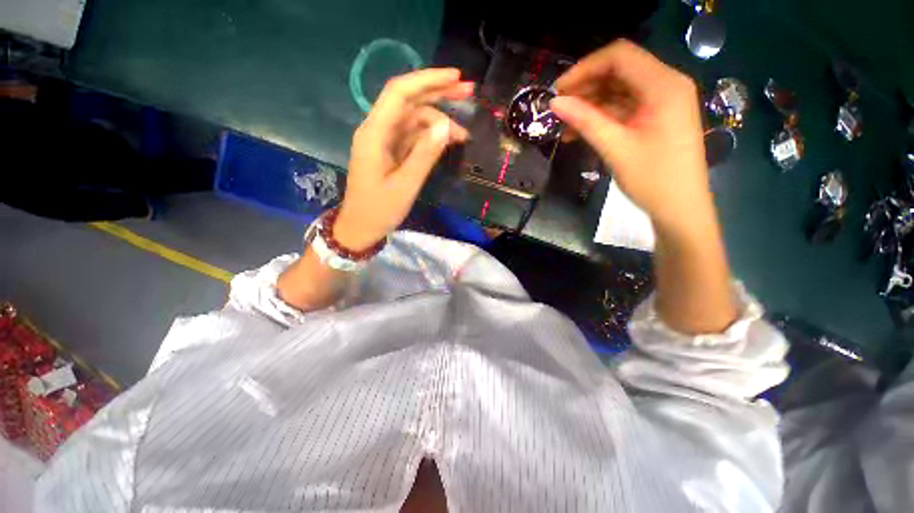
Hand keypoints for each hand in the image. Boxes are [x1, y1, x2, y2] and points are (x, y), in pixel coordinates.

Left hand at [334, 69, 472, 250]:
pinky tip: (447, 141)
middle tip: (469, 92)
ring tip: (463, 135)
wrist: (361, 227)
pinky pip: (412, 136)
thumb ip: (425, 155)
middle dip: (438, 93)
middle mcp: (377, 130)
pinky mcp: (390, 152)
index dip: (428, 80)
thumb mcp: (406, 185)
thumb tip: (446, 126)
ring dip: (439, 121)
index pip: (400, 94)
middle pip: (408, 101)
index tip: (456, 77)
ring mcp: (384, 141)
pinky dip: (431, 136)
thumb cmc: (380, 210)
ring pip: (413, 119)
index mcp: (374, 134)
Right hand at [551, 40, 711, 232]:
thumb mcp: (615, 148)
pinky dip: (601, 117)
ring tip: (564, 125)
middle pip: (619, 71)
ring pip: (618, 91)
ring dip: (590, 105)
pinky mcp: (655, 118)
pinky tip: (579, 132)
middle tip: (558, 108)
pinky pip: (623, 109)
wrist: (680, 208)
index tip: (558, 91)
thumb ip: (585, 121)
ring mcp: (661, 102)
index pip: (620, 56)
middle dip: (585, 87)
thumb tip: (554, 103)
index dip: (585, 68)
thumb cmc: (653, 179)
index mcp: (663, 85)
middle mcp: (665, 85)